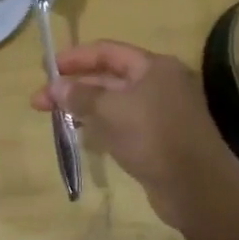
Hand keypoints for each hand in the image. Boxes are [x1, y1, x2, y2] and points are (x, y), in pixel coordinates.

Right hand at [31, 40, 238, 239]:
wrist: (198, 189)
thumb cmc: (154, 136)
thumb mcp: (111, 110)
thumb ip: (81, 95)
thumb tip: (55, 86)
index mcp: (154, 66)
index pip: (107, 51)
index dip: (75, 57)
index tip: (46, 67)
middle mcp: (159, 83)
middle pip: (109, 76)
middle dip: (74, 86)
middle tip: (40, 100)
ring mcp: (160, 112)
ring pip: (114, 102)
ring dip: (84, 106)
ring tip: (53, 115)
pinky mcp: (158, 139)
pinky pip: (122, 123)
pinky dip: (100, 125)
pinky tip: (80, 133)